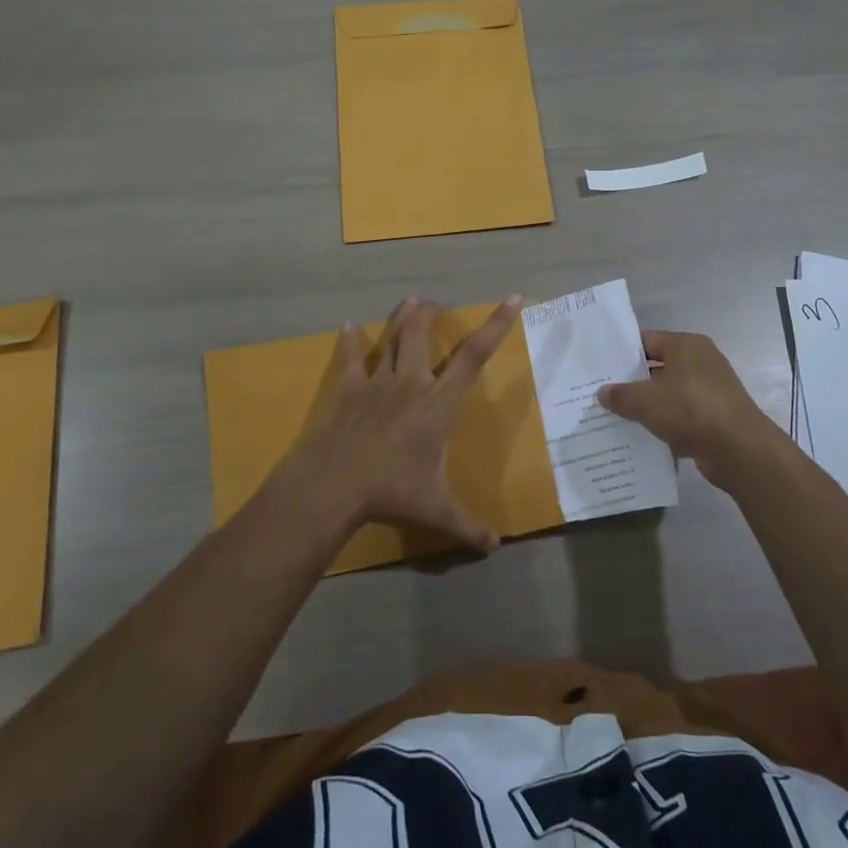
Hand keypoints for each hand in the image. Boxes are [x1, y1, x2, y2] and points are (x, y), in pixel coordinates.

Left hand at [274, 295, 522, 551]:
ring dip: (401, 318)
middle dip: (431, 313)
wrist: (334, 484)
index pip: (474, 356)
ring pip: (391, 339)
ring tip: (409, 301)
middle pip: (422, 334)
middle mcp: (411, 383)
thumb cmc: (391, 492)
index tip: (513, 298)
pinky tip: (347, 327)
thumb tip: (494, 549)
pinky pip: (350, 358)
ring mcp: (377, 382)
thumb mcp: (435, 511)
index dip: (496, 325)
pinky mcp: (348, 389)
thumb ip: (466, 527)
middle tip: (435, 302)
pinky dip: (349, 342)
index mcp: (439, 404)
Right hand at [598, 330, 779, 486]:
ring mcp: (710, 390)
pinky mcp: (715, 416)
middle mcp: (700, 362)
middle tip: (602, 394)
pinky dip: (665, 425)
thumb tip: (603, 392)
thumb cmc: (691, 411)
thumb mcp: (645, 401)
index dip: (622, 354)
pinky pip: (681, 416)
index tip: (599, 368)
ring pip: (669, 394)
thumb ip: (620, 395)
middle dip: (632, 383)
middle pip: (657, 367)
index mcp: (686, 345)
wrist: (740, 450)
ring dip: (648, 407)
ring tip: (616, 418)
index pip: (646, 341)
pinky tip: (642, 438)